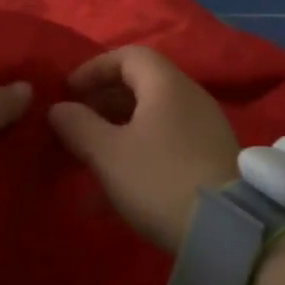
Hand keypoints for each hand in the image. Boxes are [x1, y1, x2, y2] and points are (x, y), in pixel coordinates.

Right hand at [48, 46, 238, 251]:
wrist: (225, 229)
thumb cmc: (159, 180)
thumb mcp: (108, 154)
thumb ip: (78, 126)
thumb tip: (58, 108)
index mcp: (167, 85)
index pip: (128, 55)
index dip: (94, 68)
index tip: (69, 92)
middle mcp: (191, 97)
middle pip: (142, 84)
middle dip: (104, 100)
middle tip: (76, 123)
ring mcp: (205, 127)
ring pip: (154, 115)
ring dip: (119, 128)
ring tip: (92, 153)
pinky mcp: (211, 156)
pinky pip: (167, 139)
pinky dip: (140, 148)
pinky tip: (119, 181)